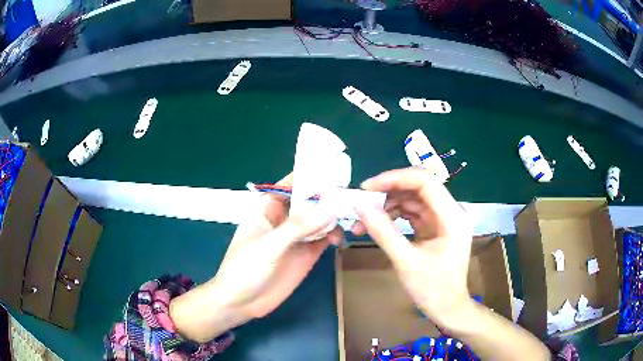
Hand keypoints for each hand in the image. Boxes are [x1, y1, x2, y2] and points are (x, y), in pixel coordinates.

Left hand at [171, 173, 342, 341]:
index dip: (308, 176)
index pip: (289, 185)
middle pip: (308, 202)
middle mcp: (284, 220)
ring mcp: (296, 238)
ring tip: (350, 216)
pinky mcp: (306, 255)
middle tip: (350, 194)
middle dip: (327, 197)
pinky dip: (333, 235)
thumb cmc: (245, 269)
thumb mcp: (268, 245)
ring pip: (319, 220)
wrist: (241, 303)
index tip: (331, 169)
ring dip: (333, 217)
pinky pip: (323, 239)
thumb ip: (297, 227)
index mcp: (267, 209)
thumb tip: (329, 208)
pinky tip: (340, 238)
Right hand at [352, 168, 474, 328]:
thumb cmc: (432, 288)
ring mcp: (443, 218)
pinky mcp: (435, 226)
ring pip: (412, 199)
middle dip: (387, 192)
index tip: (367, 187)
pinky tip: (376, 224)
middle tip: (360, 202)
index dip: (395, 179)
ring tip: (362, 218)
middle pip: (417, 188)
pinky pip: (412, 212)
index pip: (425, 181)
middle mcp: (451, 211)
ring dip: (387, 205)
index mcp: (452, 216)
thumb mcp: (405, 261)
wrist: (447, 308)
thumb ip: (383, 232)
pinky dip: (393, 215)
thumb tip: (359, 207)